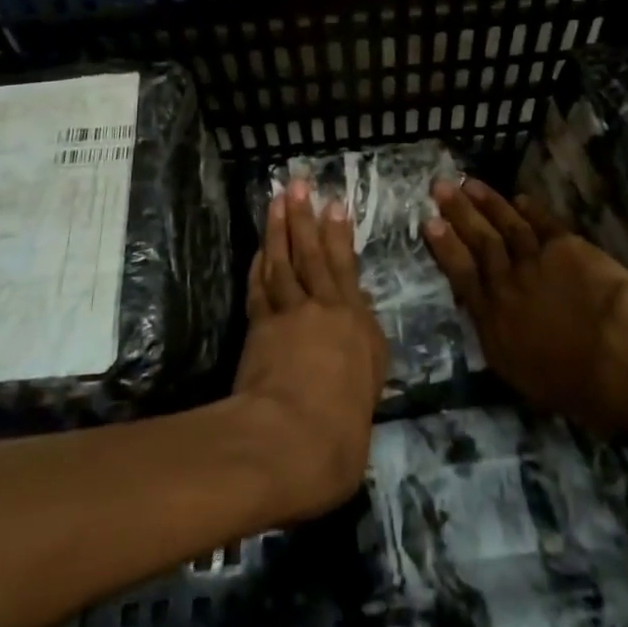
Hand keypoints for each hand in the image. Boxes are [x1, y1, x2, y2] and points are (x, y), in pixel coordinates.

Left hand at [231, 179, 389, 520]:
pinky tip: (259, 249)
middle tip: (300, 185)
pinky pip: (259, 287)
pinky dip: (259, 265)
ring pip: (284, 262)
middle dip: (306, 218)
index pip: (346, 269)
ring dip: (280, 229)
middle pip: (313, 255)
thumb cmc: (342, 431)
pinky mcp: (260, 327)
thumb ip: (363, 352)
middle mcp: (324, 309)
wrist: (291, 441)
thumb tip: (356, 321)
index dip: (339, 235)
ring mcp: (288, 315)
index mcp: (356, 324)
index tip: (334, 205)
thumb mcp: (368, 390)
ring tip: (277, 200)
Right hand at [424, 179, 627, 435]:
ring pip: (507, 226)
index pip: (462, 277)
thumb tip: (498, 336)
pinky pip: (544, 224)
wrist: (620, 353)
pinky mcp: (566, 247)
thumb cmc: (579, 386)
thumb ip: (508, 350)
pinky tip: (520, 198)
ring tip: (470, 183)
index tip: (429, 223)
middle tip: (440, 186)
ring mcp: (535, 261)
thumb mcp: (527, 381)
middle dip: (458, 213)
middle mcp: (507, 285)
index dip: (445, 248)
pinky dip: (531, 210)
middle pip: (480, 243)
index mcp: (494, 323)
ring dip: (488, 203)